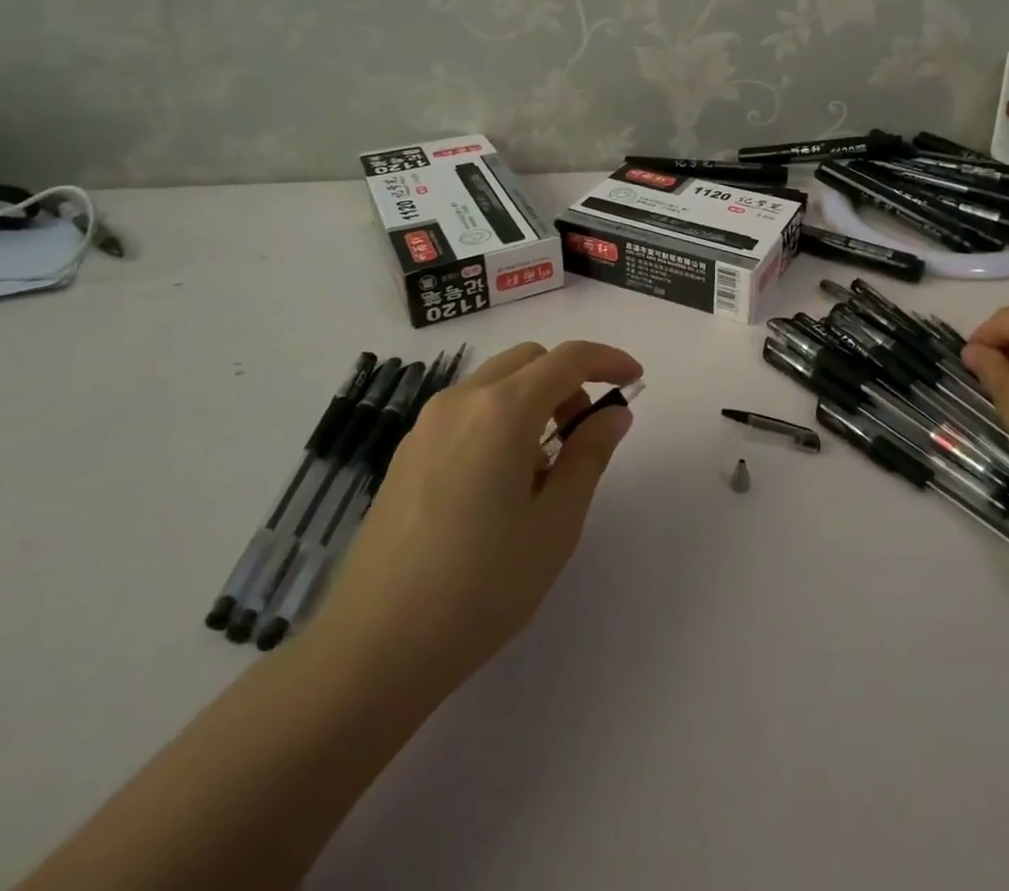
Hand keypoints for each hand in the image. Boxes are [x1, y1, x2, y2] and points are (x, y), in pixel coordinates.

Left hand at [313, 340, 640, 694]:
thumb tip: (613, 413)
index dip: (608, 360)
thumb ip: (589, 456)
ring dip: (533, 399)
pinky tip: (500, 483)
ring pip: (495, 382)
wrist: (373, 649)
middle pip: (529, 360)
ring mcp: (426, 425)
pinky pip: (466, 410)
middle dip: (568, 381)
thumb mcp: (555, 524)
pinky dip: (499, 418)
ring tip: (543, 468)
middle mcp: (461, 401)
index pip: (568, 359)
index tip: (635, 379)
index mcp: (503, 411)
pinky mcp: (406, 453)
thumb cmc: (481, 587)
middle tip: (584, 434)